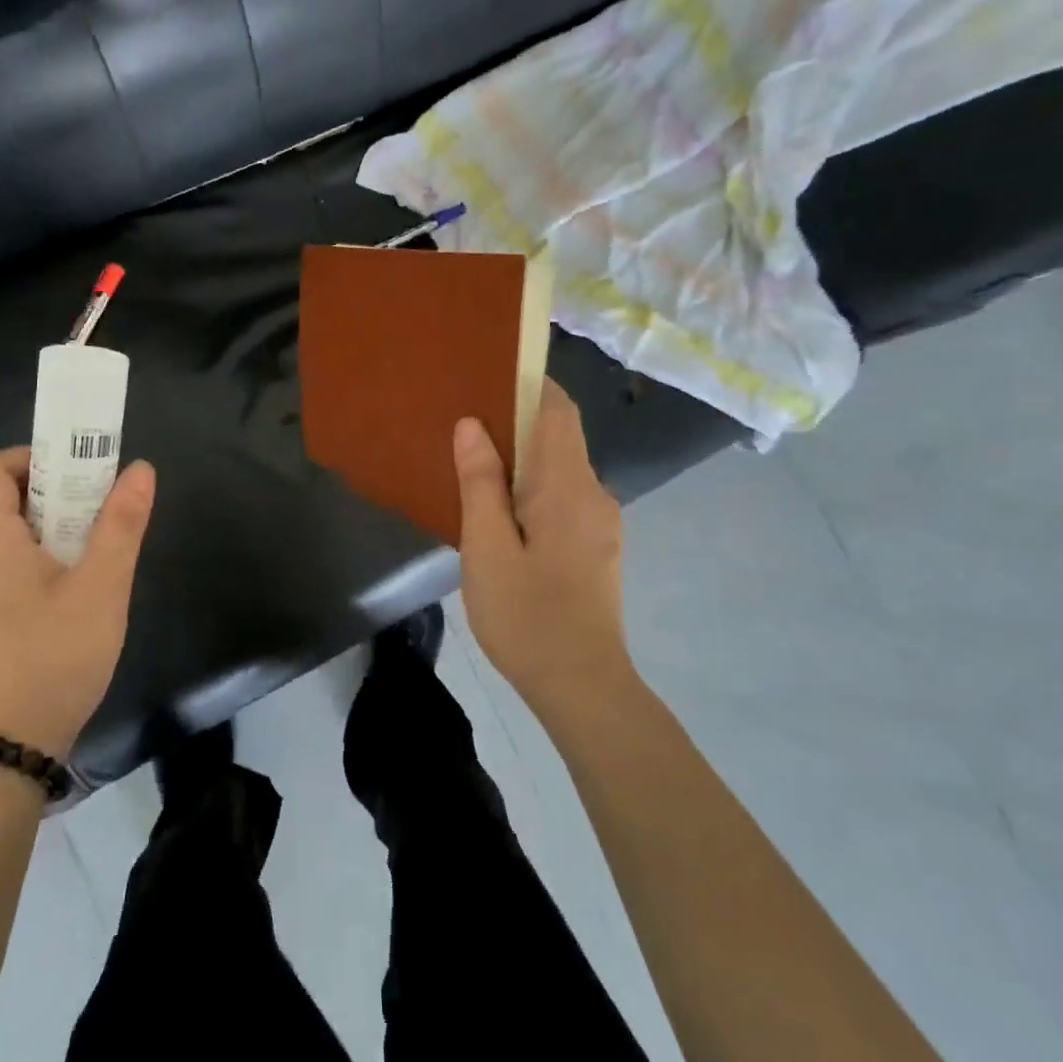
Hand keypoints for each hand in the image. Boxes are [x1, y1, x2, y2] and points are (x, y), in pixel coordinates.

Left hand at [0, 447, 156, 757]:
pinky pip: (9, 568)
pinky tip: (79, 590)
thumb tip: (140, 468)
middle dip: (56, 492)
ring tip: (99, 547)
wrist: (14, 745)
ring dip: (54, 528)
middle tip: (102, 506)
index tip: (79, 471)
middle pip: (4, 501)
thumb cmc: (56, 655)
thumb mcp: (102, 587)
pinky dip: (43, 559)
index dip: (32, 457)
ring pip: (11, 537)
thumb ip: (121, 524)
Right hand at [453, 379, 637, 736]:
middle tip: (462, 421)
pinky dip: (532, 488)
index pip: (558, 410)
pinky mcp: (596, 545)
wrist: (582, 686)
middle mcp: (593, 493)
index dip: (529, 383)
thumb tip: (471, 424)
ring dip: (521, 459)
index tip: (487, 375)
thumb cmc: (527, 615)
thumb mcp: (487, 547)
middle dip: (514, 421)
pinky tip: (499, 511)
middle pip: (557, 436)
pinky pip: (562, 497)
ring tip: (472, 465)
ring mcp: (600, 521)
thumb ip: (480, 482)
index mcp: (568, 486)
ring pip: (559, 469)